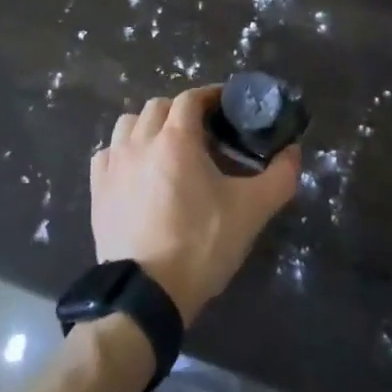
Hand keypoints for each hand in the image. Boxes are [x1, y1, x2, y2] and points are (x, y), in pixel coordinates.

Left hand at [90, 86, 299, 323]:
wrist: (147, 295)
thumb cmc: (200, 245)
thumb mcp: (251, 211)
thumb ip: (279, 176)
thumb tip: (294, 152)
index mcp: (176, 139)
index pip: (191, 98)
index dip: (210, 96)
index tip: (227, 106)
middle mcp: (140, 141)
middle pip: (159, 106)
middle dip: (181, 111)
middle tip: (203, 132)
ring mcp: (114, 164)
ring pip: (129, 123)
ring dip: (149, 126)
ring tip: (167, 148)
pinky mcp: (97, 189)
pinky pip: (108, 153)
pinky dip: (123, 151)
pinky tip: (137, 170)